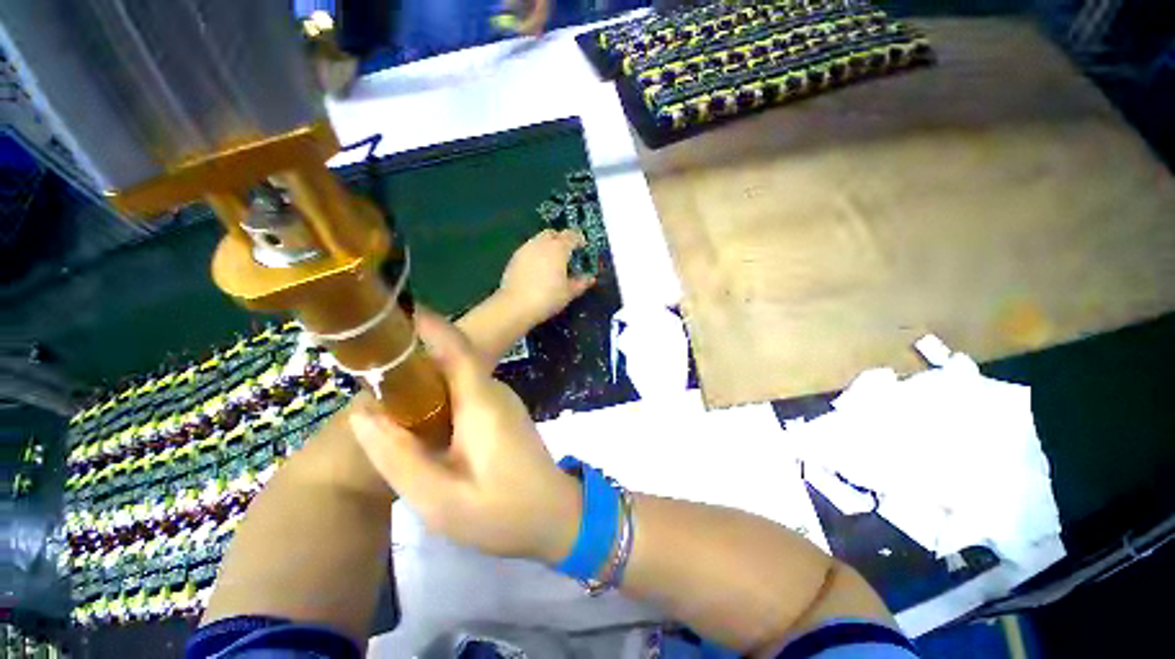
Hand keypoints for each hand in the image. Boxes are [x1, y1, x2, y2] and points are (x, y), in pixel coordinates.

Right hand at [349, 310, 580, 561]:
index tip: (386, 315)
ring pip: (455, 377)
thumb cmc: (501, 513)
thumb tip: (363, 414)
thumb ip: (398, 456)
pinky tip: (414, 420)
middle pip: (450, 359)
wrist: (554, 516)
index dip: (425, 324)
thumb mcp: (439, 498)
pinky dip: (435, 397)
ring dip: (421, 380)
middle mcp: (493, 390)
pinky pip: (464, 393)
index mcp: (482, 400)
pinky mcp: (501, 412)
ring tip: (378, 394)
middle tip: (362, 367)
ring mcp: (500, 400)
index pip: (455, 346)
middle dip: (409, 357)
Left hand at [498, 229, 595, 326]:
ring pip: (539, 240)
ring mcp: (525, 249)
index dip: (579, 239)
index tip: (583, 248)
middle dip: (561, 240)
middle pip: (553, 233)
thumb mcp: (568, 293)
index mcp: (558, 248)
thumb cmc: (547, 298)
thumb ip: (581, 283)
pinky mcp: (514, 258)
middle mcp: (541, 243)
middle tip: (567, 254)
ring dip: (547, 247)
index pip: (571, 235)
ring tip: (552, 263)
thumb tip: (591, 278)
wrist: (515, 306)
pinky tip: (538, 269)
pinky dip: (536, 254)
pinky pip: (529, 250)